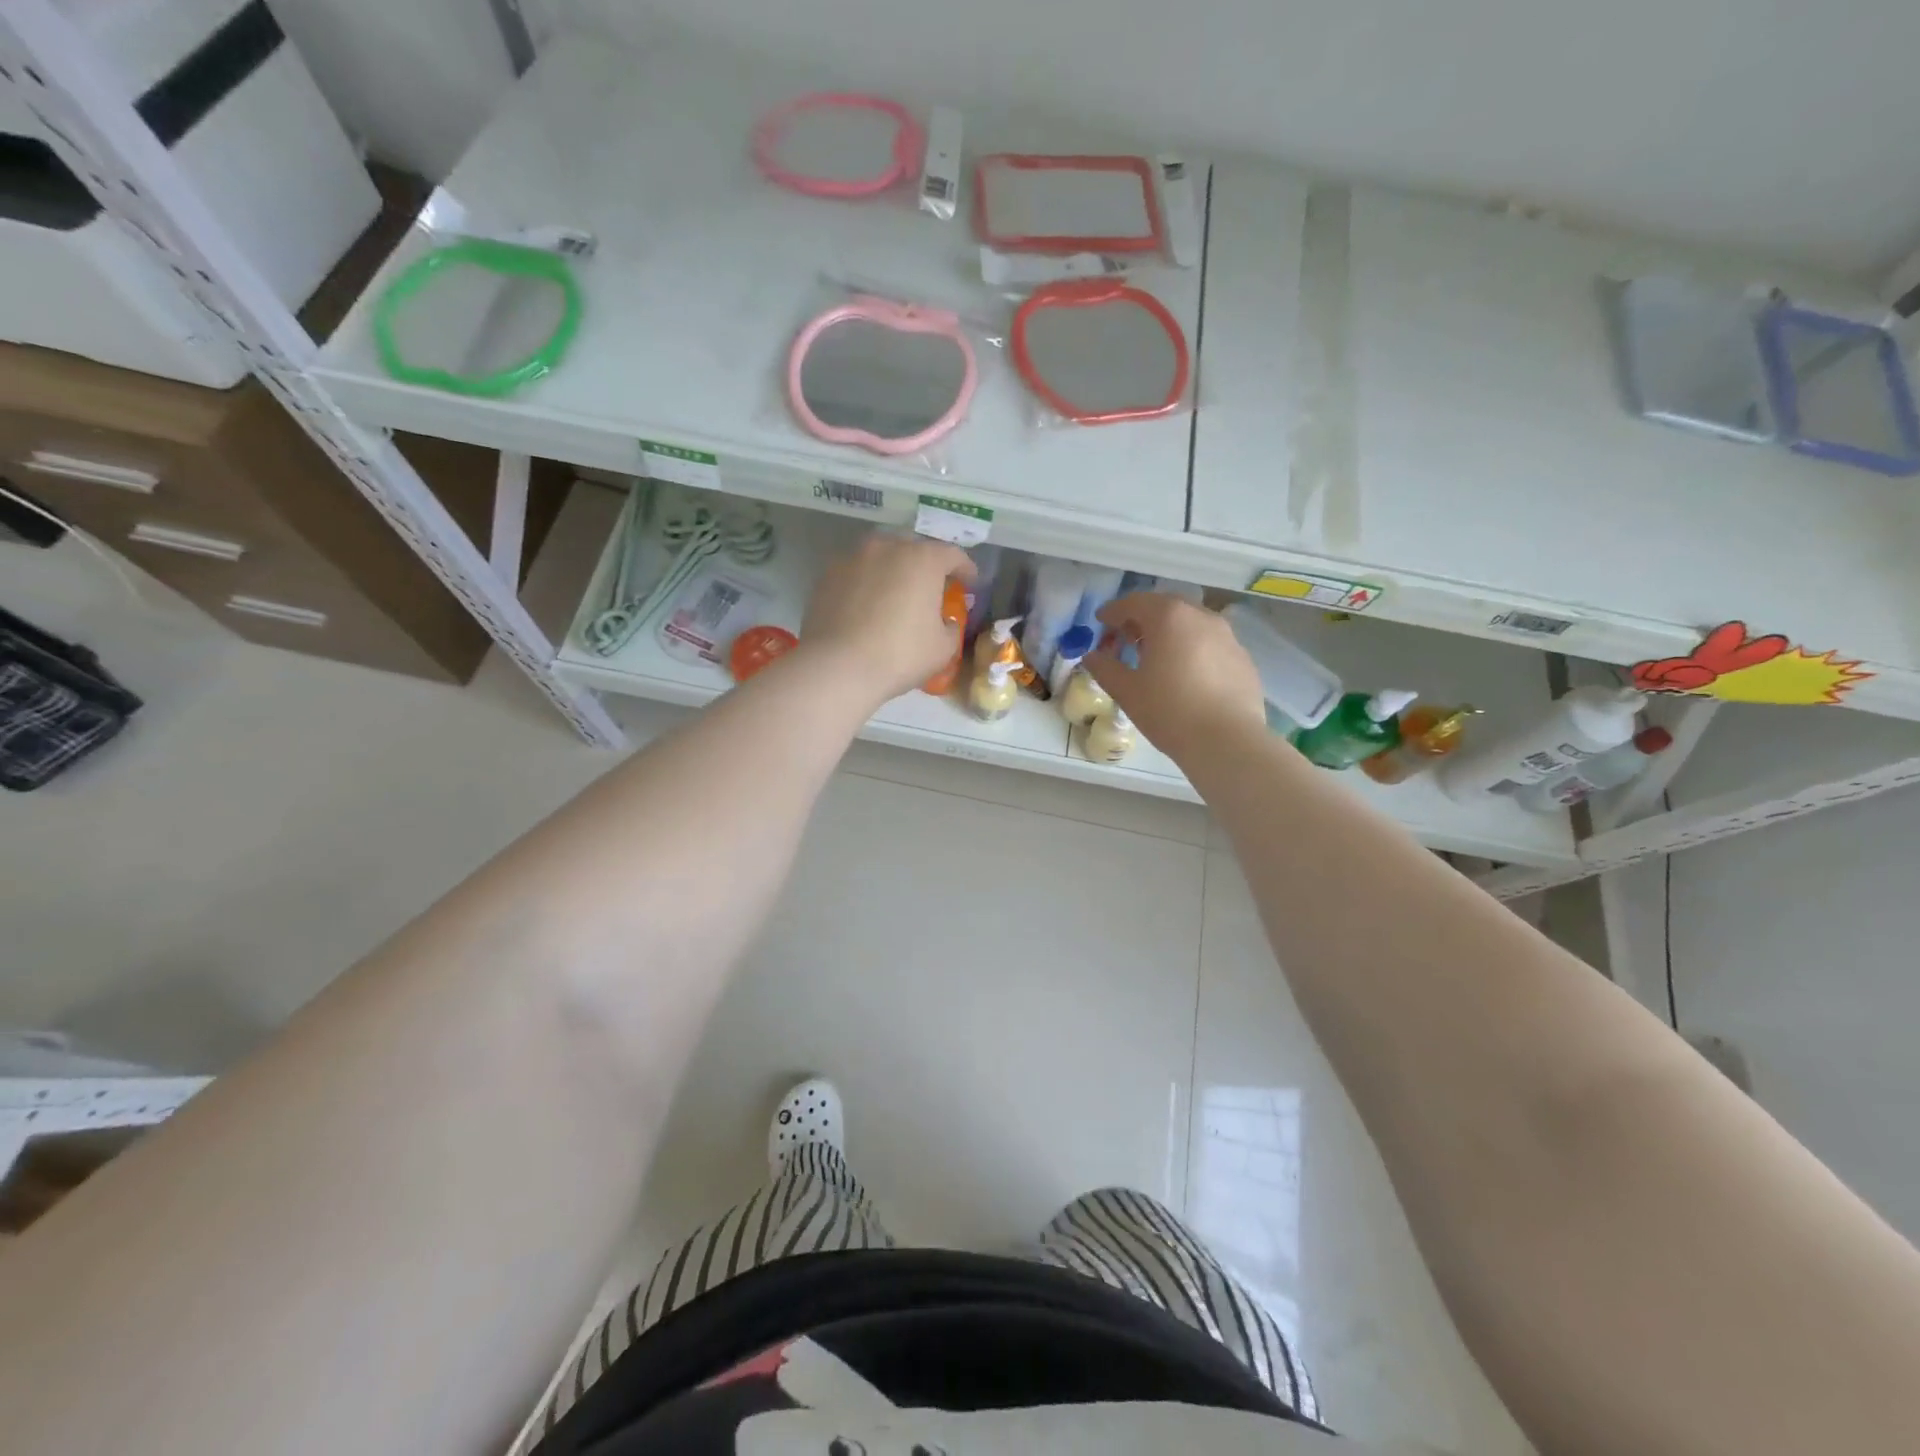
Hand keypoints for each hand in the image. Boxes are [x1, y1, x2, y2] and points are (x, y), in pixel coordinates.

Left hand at [801, 534, 976, 707]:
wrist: (837, 667)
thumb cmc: (900, 655)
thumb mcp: (942, 648)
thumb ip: (950, 627)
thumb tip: (944, 621)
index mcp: (923, 559)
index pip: (953, 555)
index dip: (966, 569)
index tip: (970, 584)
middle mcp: (888, 547)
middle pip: (914, 548)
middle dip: (926, 565)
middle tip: (931, 588)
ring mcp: (853, 558)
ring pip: (882, 557)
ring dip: (893, 571)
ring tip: (896, 594)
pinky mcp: (827, 575)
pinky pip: (857, 573)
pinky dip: (867, 584)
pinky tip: (867, 606)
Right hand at [1086, 593, 1267, 761]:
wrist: (1228, 742)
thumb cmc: (1169, 711)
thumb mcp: (1127, 691)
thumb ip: (1105, 668)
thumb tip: (1092, 656)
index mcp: (1169, 617)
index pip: (1134, 602)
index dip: (1113, 611)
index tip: (1100, 622)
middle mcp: (1201, 616)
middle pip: (1165, 607)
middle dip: (1142, 619)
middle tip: (1126, 639)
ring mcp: (1227, 636)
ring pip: (1191, 624)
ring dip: (1169, 633)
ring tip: (1156, 658)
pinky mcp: (1243, 658)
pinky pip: (1210, 644)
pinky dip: (1192, 649)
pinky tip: (1185, 675)